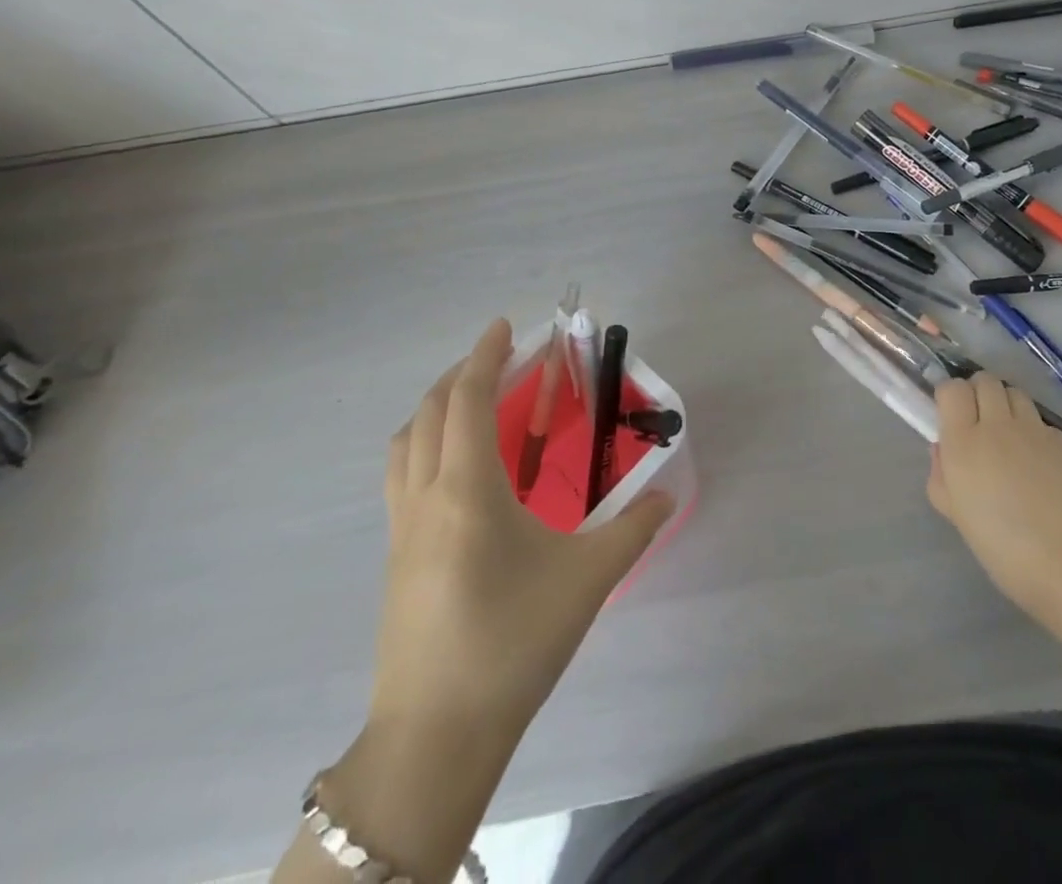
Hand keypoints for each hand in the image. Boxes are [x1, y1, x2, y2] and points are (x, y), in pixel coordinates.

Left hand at [370, 317, 672, 732]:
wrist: (435, 736)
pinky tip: (458, 473)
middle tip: (500, 360)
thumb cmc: (513, 641)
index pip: (470, 399)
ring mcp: (401, 529)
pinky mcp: (395, 558)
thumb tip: (666, 495)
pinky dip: (425, 445)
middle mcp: (425, 496)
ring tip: (474, 405)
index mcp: (466, 488)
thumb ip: (633, 529)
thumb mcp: (587, 580)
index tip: (504, 326)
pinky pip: (402, 476)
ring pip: (406, 443)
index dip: (486, 355)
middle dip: (463, 373)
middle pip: (431, 411)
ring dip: (436, 408)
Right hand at [927, 372, 1061, 626]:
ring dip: (1007, 406)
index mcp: (964, 441)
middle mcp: (999, 425)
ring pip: (1016, 394)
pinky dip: (1036, 434)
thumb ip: (942, 477)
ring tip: (1010, 436)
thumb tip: (943, 450)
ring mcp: (1036, 430)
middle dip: (978, 393)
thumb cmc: (1005, 548)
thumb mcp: (957, 516)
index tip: (951, 416)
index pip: (952, 388)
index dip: (950, 396)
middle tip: (980, 422)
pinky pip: (1043, 424)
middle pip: (985, 381)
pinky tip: (1042, 466)